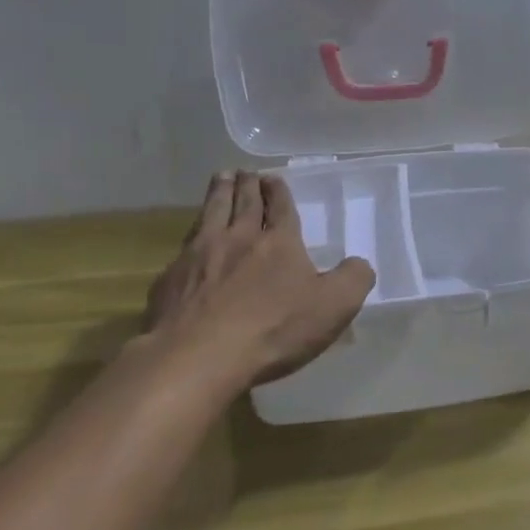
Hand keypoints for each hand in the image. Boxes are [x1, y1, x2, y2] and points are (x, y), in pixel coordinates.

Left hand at [142, 170, 374, 385]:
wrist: (198, 357)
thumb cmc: (273, 329)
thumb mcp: (334, 306)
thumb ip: (354, 279)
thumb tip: (359, 263)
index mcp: (278, 242)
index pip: (280, 207)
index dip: (278, 191)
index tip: (273, 177)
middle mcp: (238, 238)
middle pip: (242, 202)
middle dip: (247, 184)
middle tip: (245, 171)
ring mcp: (198, 255)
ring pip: (210, 214)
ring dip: (218, 193)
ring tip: (220, 179)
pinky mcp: (170, 280)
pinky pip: (184, 247)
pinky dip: (192, 235)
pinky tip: (190, 241)